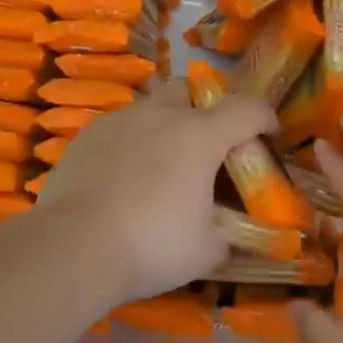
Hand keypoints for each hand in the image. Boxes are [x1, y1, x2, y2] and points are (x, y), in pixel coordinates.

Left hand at [35, 81, 277, 305]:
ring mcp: (118, 121)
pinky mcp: (85, 137)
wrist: (73, 247)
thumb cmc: (153, 244)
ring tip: (159, 165)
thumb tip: (232, 235)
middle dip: (202, 110)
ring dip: (162, 126)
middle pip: (189, 91)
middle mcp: (160, 115)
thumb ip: (228, 235)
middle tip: (204, 147)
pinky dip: (128, 144)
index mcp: (200, 134)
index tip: (270, 135)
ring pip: (149, 108)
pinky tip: (122, 178)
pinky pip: (117, 129)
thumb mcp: (207, 250)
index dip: (265, 118)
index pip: (247, 108)